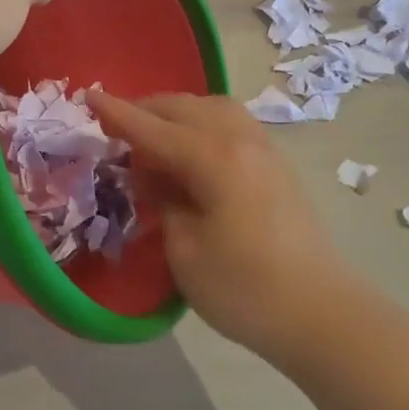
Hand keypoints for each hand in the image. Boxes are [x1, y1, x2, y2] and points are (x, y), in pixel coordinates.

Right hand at [91, 92, 368, 362]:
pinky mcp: (276, 164)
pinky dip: (202, 125)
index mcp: (213, 157)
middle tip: (115, 128)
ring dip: (177, 114)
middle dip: (146, 111)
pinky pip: (231, 124)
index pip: (153, 128)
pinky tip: (191, 151)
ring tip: (154, 138)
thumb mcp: (185, 250)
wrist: (322, 314)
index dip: (117, 113)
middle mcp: (240, 139)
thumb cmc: (245, 289)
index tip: (87, 95)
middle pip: (183, 108)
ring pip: (212, 109)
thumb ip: (164, 200)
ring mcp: (264, 149)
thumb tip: (156, 176)